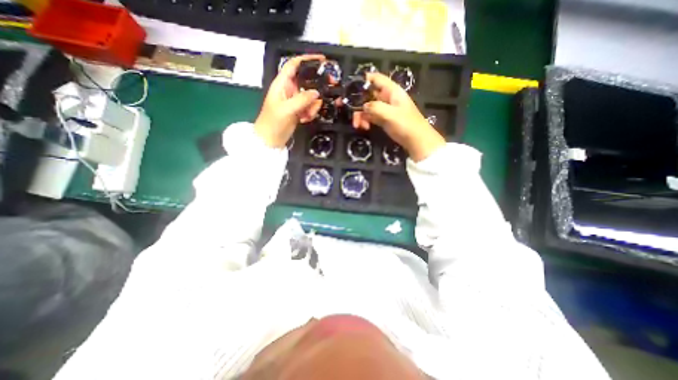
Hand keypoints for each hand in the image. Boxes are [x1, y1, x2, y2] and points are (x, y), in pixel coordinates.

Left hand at [255, 55, 325, 147]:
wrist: (270, 140)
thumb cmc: (273, 122)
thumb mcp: (287, 109)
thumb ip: (302, 100)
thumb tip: (317, 93)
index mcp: (282, 84)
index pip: (294, 65)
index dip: (306, 59)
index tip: (322, 60)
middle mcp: (289, 90)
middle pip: (307, 82)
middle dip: (316, 89)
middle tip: (325, 93)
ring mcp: (295, 101)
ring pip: (311, 97)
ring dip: (313, 106)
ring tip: (307, 116)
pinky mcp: (299, 110)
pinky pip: (310, 107)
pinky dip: (310, 113)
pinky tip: (305, 119)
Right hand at [353, 71, 448, 159]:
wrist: (415, 140)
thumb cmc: (406, 124)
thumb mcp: (391, 114)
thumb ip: (376, 107)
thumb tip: (363, 106)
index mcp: (391, 91)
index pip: (376, 78)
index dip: (363, 79)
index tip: (349, 86)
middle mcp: (386, 97)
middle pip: (367, 94)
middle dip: (355, 101)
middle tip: (342, 107)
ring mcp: (383, 109)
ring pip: (366, 107)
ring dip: (359, 115)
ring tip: (357, 125)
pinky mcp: (381, 119)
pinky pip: (369, 117)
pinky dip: (364, 121)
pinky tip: (363, 127)